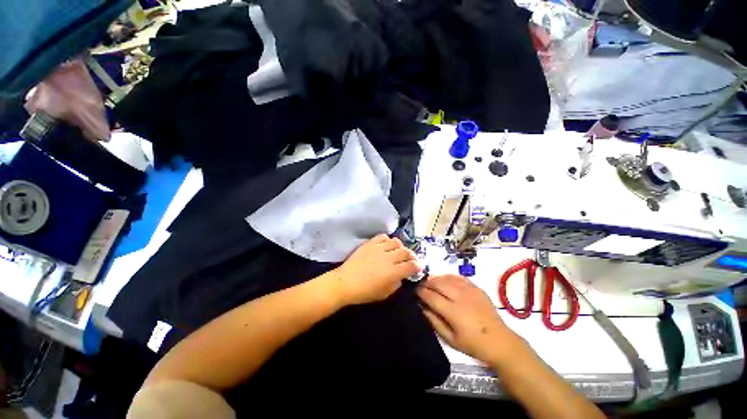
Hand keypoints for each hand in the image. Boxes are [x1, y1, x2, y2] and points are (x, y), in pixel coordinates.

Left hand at [333, 234, 420, 304]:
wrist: (345, 282)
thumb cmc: (364, 292)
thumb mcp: (384, 294)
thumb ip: (396, 284)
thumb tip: (401, 276)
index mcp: (393, 272)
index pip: (412, 266)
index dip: (418, 266)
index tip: (418, 268)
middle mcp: (389, 258)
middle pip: (406, 252)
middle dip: (412, 256)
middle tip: (411, 260)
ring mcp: (379, 249)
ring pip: (396, 242)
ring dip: (400, 247)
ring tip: (398, 251)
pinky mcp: (370, 243)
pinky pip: (383, 237)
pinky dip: (387, 240)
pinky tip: (386, 245)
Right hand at [417, 275, 522, 364]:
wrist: (501, 342)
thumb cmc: (474, 345)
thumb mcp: (450, 340)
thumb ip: (434, 322)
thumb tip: (422, 307)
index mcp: (454, 312)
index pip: (431, 296)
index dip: (421, 292)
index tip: (415, 291)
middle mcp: (461, 297)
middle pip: (438, 283)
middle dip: (427, 282)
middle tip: (421, 285)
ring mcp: (470, 291)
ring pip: (448, 277)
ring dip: (436, 278)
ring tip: (430, 281)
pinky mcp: (477, 288)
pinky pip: (459, 277)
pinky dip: (449, 276)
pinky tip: (445, 279)